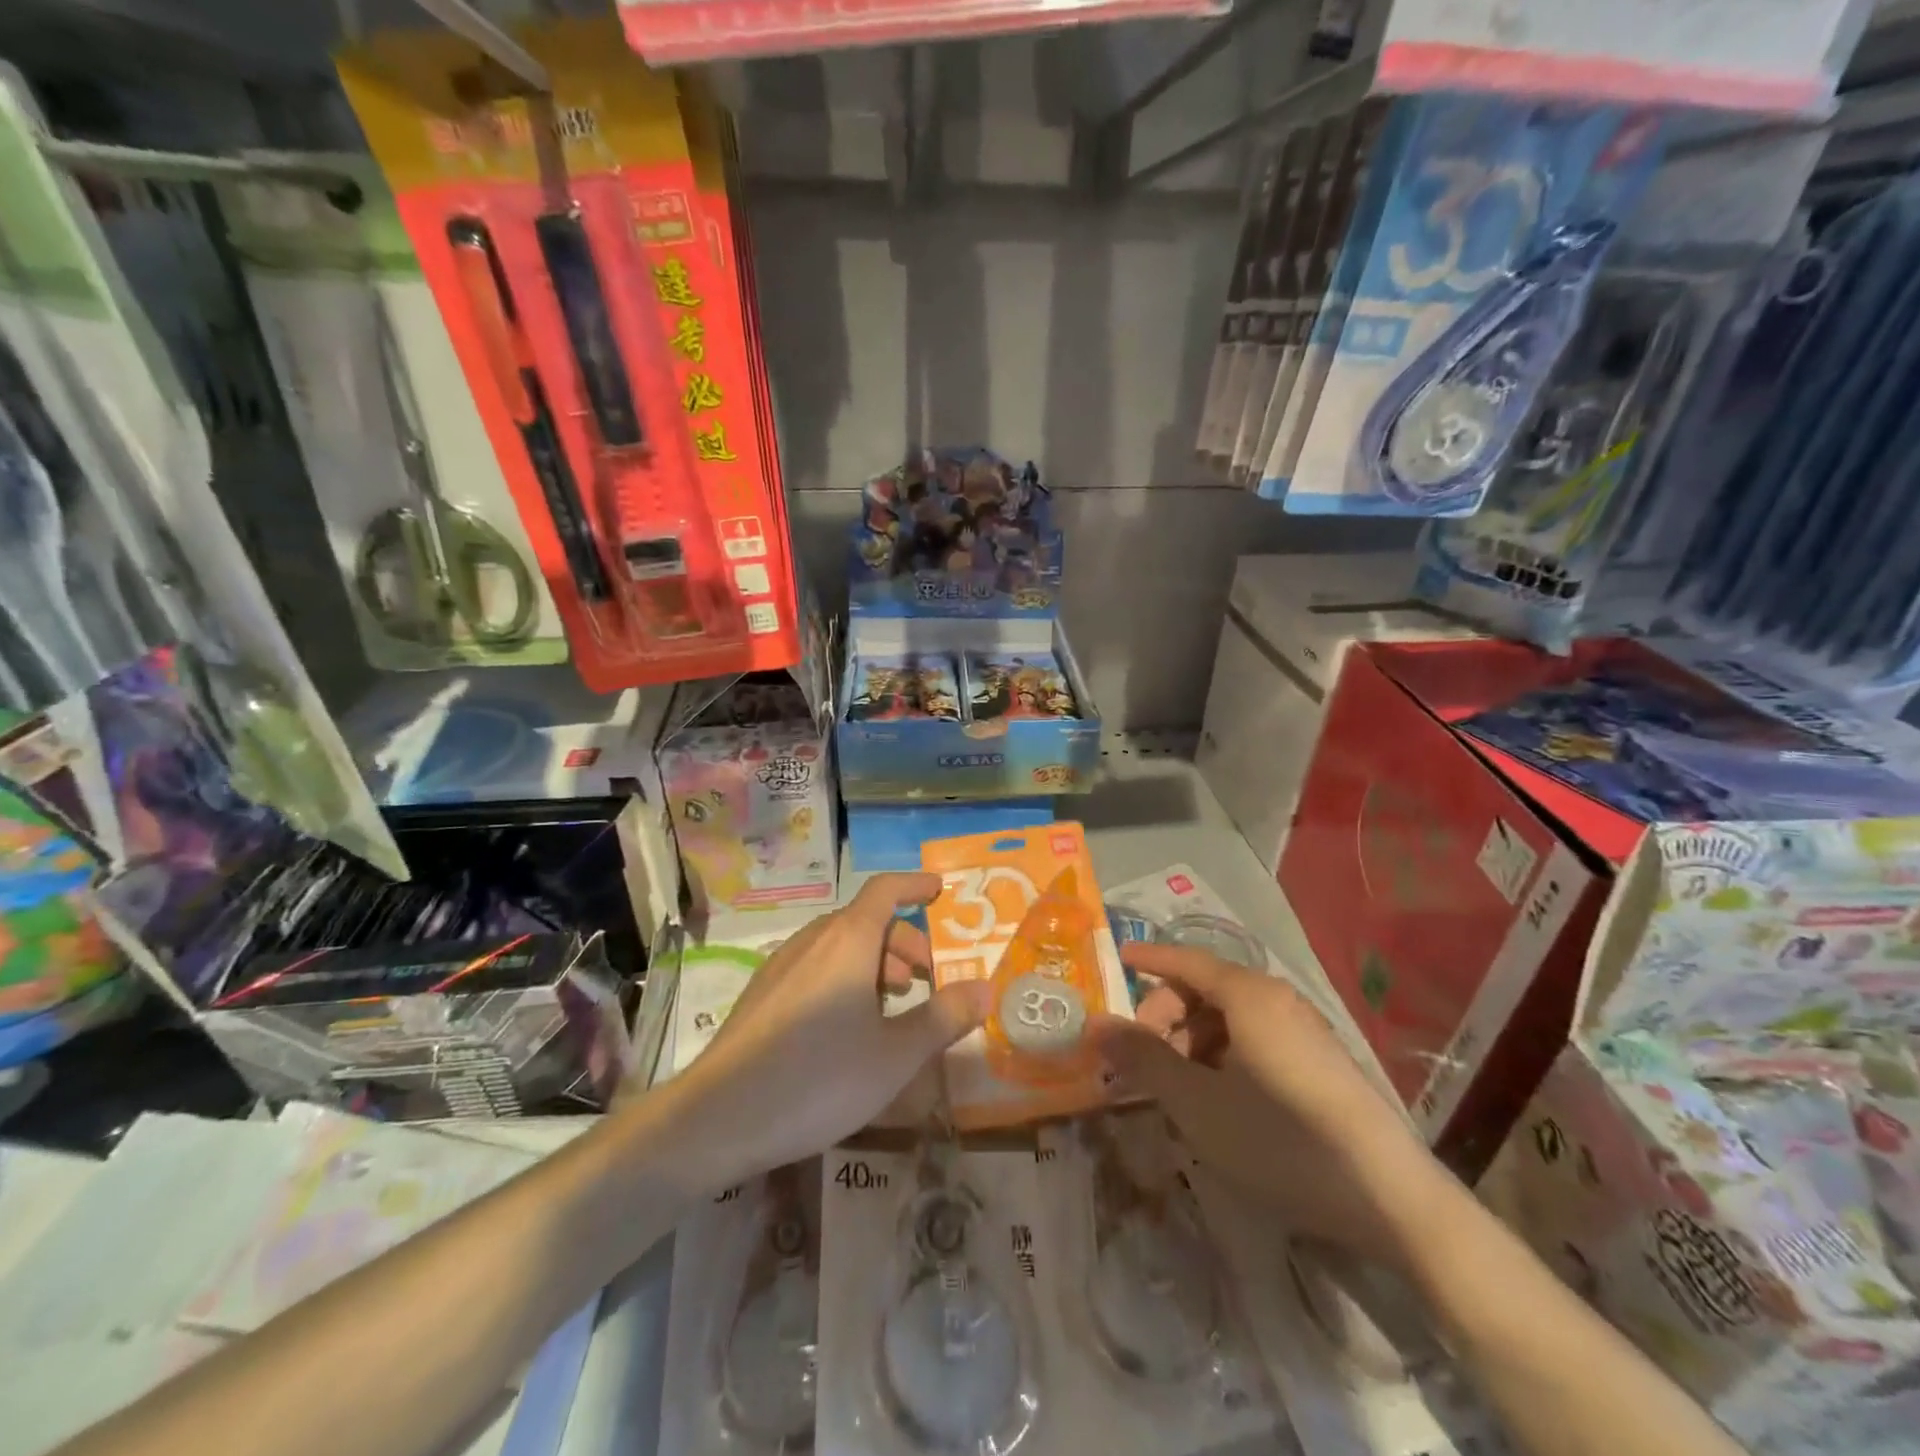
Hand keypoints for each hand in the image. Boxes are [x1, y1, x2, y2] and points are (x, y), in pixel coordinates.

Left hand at [663, 873, 991, 1189]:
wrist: (718, 1117)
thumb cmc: (818, 1078)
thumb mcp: (895, 1055)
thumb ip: (943, 1017)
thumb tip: (986, 987)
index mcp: (848, 942)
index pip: (885, 890)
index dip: (915, 885)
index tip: (940, 890)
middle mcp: (813, 942)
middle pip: (865, 920)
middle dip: (903, 940)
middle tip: (926, 977)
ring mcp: (781, 967)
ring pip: (838, 945)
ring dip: (873, 961)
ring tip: (892, 1003)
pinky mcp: (762, 995)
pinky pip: (814, 967)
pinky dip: (844, 977)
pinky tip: (847, 1026)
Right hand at [1092, 942, 1446, 1264]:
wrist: (1392, 1200)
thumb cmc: (1282, 1140)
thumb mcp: (1197, 1104)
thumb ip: (1143, 1059)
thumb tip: (1096, 1024)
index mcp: (1249, 996)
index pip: (1187, 960)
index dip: (1149, 960)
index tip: (1118, 961)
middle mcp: (1278, 1000)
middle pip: (1206, 989)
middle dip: (1167, 1016)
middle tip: (1143, 1058)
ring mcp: (1305, 1030)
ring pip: (1231, 1016)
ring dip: (1194, 1040)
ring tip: (1177, 1086)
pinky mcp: (1321, 1062)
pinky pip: (1257, 1038)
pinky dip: (1224, 1054)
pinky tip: (1218, 1098)